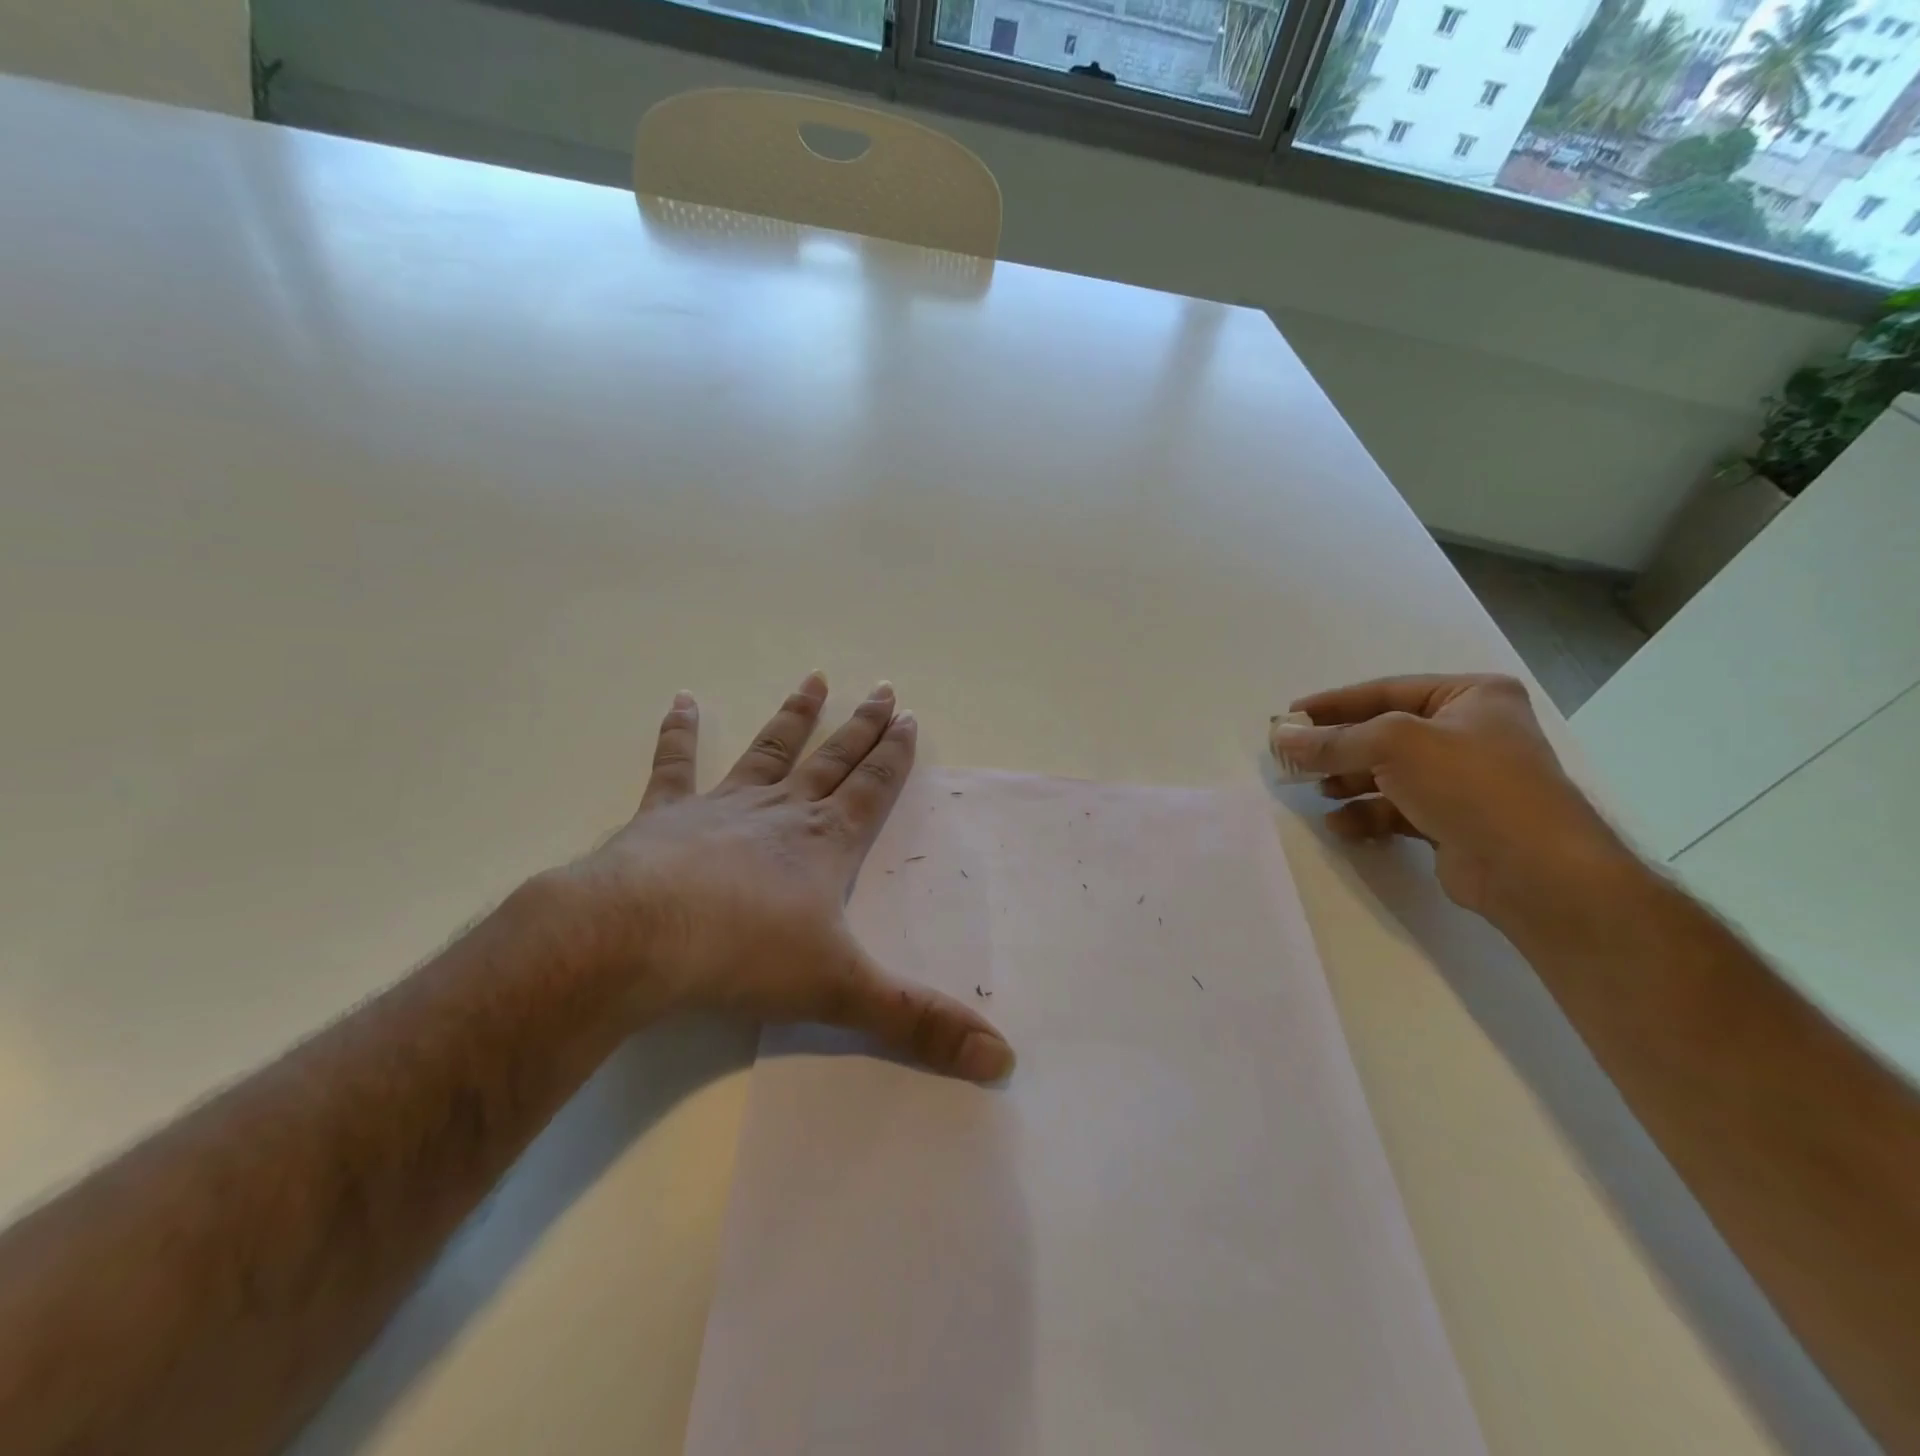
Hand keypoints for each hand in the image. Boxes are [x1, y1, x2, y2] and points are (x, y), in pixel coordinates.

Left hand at [547, 672, 1013, 1081]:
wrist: (637, 940)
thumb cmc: (744, 956)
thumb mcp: (842, 993)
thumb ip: (920, 1023)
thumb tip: (1003, 1059)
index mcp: (824, 843)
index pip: (871, 788)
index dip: (894, 755)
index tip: (910, 717)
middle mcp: (780, 813)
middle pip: (832, 760)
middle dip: (861, 726)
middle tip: (884, 689)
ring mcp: (720, 808)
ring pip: (768, 751)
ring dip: (794, 717)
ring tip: (814, 679)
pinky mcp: (664, 816)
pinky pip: (674, 765)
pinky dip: (678, 733)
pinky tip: (681, 700)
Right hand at [1273, 674, 1632, 920]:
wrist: (1534, 869)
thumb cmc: (1470, 783)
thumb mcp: (1393, 744)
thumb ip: (1332, 741)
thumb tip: (1279, 737)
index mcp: (1471, 697)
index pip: (1385, 692)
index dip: (1333, 704)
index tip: (1288, 717)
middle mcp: (1471, 732)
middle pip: (1384, 734)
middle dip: (1338, 749)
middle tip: (1293, 760)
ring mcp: (1464, 779)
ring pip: (1388, 773)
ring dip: (1348, 782)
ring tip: (1318, 792)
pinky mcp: (1454, 820)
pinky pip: (1398, 808)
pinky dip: (1367, 814)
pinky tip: (1342, 826)